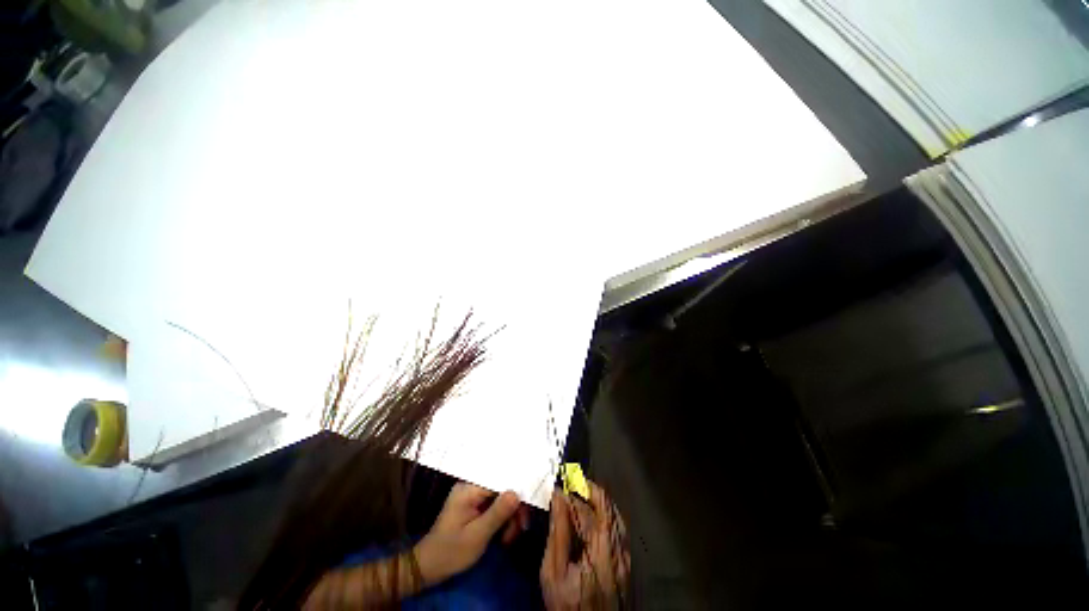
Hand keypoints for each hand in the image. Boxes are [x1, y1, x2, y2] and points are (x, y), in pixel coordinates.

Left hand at [414, 483, 525, 586]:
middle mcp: (471, 487)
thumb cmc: (452, 551)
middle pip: (501, 489)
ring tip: (508, 538)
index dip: (515, 493)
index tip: (525, 512)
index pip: (499, 481)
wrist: (429, 567)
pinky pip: (493, 506)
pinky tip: (503, 535)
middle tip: (520, 529)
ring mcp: (471, 497)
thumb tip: (517, 493)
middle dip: (512, 509)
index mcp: (469, 489)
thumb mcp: (477, 535)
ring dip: (508, 517)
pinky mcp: (473, 506)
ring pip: (499, 499)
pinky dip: (500, 520)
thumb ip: (497, 512)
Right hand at [540, 482, 630, 609]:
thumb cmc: (567, 606)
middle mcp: (618, 548)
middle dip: (586, 491)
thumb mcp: (553, 572)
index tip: (562, 481)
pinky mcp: (625, 561)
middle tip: (568, 484)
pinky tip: (590, 516)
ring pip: (614, 514)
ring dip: (596, 501)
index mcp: (601, 550)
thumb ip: (558, 531)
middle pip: (606, 507)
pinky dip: (603, 515)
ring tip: (577, 494)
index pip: (590, 508)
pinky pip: (617, 527)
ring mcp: (625, 555)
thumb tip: (558, 496)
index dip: (575, 491)